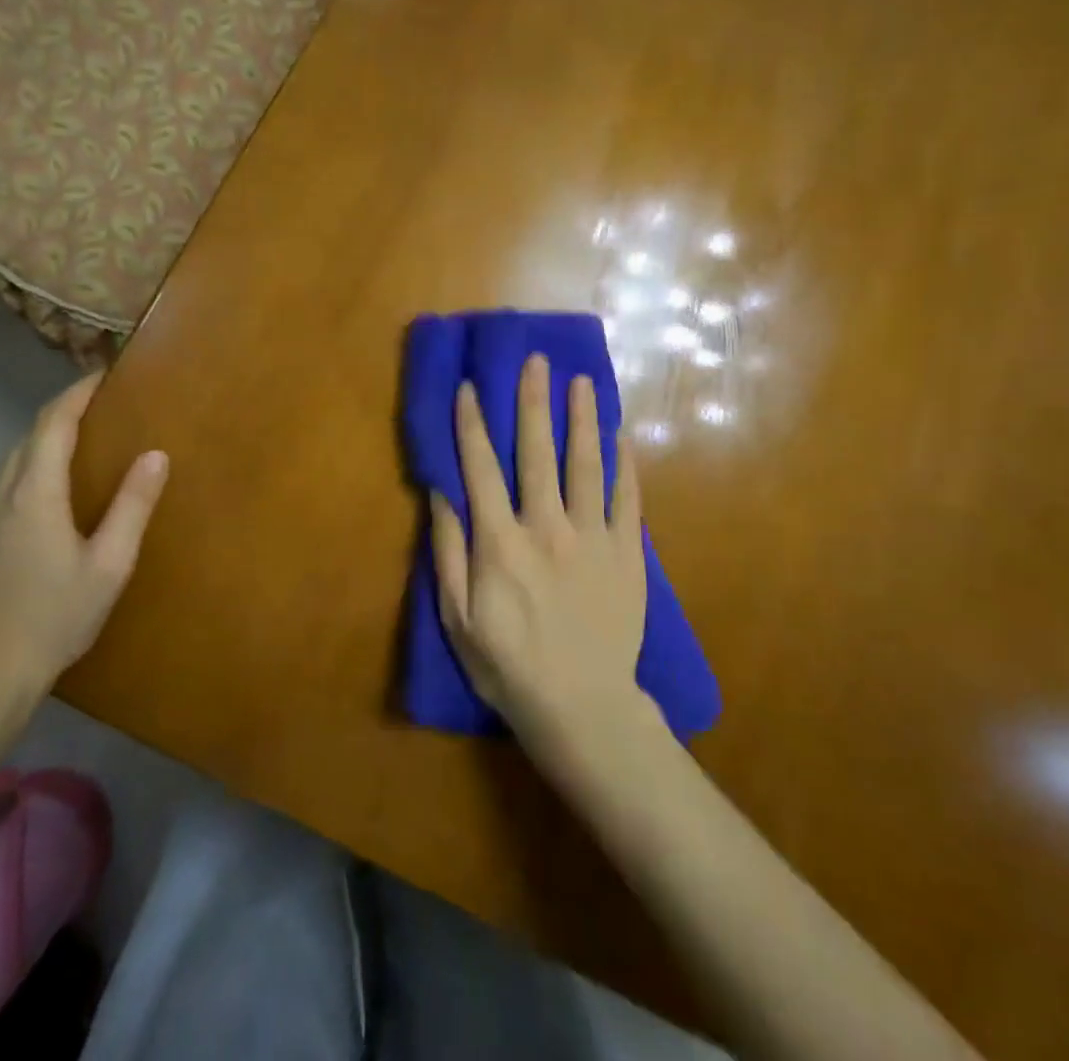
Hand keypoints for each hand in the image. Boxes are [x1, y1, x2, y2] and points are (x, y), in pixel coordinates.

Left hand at [0, 374, 167, 705]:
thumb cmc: (56, 619)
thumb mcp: (110, 564)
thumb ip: (133, 505)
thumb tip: (156, 453)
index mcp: (33, 495)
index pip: (53, 424)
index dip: (76, 394)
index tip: (99, 376)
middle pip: (25, 444)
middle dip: (58, 424)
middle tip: (91, 421)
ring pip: (1, 476)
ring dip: (33, 462)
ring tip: (62, 473)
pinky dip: (9, 499)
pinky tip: (23, 528)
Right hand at [430, 354, 649, 751]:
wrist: (583, 708)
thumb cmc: (509, 666)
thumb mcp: (458, 618)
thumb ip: (449, 553)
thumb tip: (441, 494)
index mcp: (500, 543)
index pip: (481, 469)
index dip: (472, 424)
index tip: (470, 387)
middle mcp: (547, 528)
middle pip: (537, 452)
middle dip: (534, 401)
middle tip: (537, 360)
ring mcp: (593, 538)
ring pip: (586, 464)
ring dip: (581, 419)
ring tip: (580, 381)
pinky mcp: (627, 553)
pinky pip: (627, 498)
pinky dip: (624, 463)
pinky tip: (622, 434)